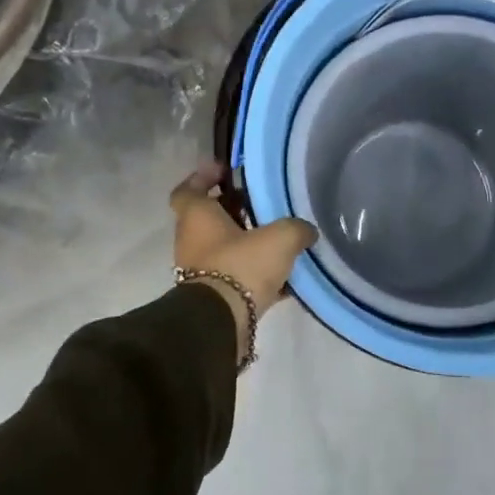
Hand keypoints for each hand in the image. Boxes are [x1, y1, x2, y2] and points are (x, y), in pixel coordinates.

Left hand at [170, 163, 316, 355]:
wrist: (221, 323)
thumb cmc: (241, 266)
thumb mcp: (280, 238)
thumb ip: (296, 228)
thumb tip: (306, 231)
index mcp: (197, 217)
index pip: (188, 190)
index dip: (203, 177)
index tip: (224, 171)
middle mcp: (191, 240)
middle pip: (208, 217)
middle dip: (232, 208)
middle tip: (261, 203)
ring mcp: (199, 270)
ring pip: (222, 247)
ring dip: (244, 240)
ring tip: (276, 237)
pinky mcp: (213, 296)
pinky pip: (233, 274)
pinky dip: (252, 271)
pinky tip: (282, 276)